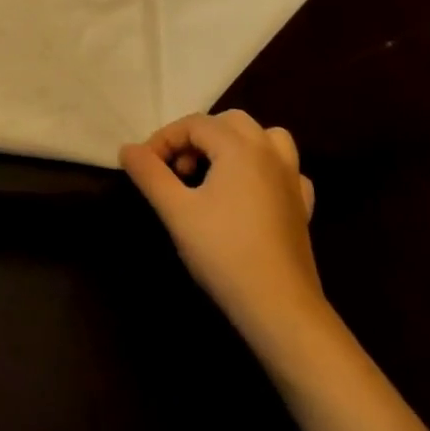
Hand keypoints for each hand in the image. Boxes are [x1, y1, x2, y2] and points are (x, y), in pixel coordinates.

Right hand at [120, 111, 330, 353]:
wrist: (279, 307)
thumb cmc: (223, 252)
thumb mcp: (176, 211)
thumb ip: (149, 174)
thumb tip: (127, 149)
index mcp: (239, 147)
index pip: (194, 124)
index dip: (164, 139)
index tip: (144, 166)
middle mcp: (269, 153)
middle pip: (229, 123)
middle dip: (197, 137)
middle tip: (176, 169)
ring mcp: (291, 178)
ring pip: (265, 137)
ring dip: (235, 144)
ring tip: (214, 170)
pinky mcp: (302, 205)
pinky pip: (285, 169)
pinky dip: (264, 169)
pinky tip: (250, 192)